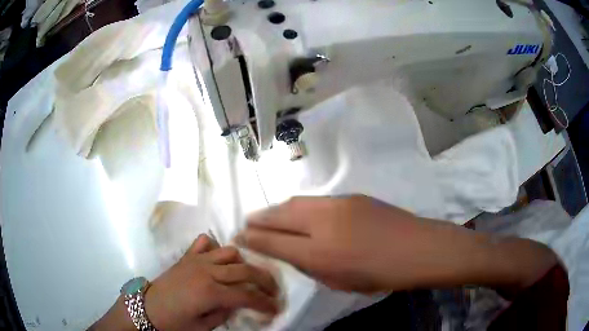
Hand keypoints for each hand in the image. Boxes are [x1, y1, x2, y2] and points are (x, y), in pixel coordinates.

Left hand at [144, 234, 278, 330]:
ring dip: (244, 263)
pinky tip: (219, 259)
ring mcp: (196, 260)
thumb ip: (225, 314)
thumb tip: (239, 305)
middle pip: (245, 270)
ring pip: (229, 252)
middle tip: (273, 291)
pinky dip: (216, 247)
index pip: (247, 296)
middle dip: (265, 281)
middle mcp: (206, 272)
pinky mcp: (187, 257)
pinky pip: (205, 243)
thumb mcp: (203, 327)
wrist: (147, 308)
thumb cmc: (174, 323)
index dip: (265, 303)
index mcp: (210, 293)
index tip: (276, 308)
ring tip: (249, 276)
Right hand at [236, 196, 556, 293]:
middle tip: (247, 222)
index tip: (240, 236)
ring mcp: (337, 204)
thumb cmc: (381, 275)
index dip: (253, 238)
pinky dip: (299, 206)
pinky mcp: (351, 196)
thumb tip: (292, 252)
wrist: (419, 248)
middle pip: (279, 215)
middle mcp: (322, 223)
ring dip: (277, 210)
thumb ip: (312, 266)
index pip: (273, 242)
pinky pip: (315, 200)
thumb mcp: (340, 281)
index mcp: (319, 253)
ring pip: (296, 203)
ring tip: (267, 215)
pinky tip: (298, 212)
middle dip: (259, 219)